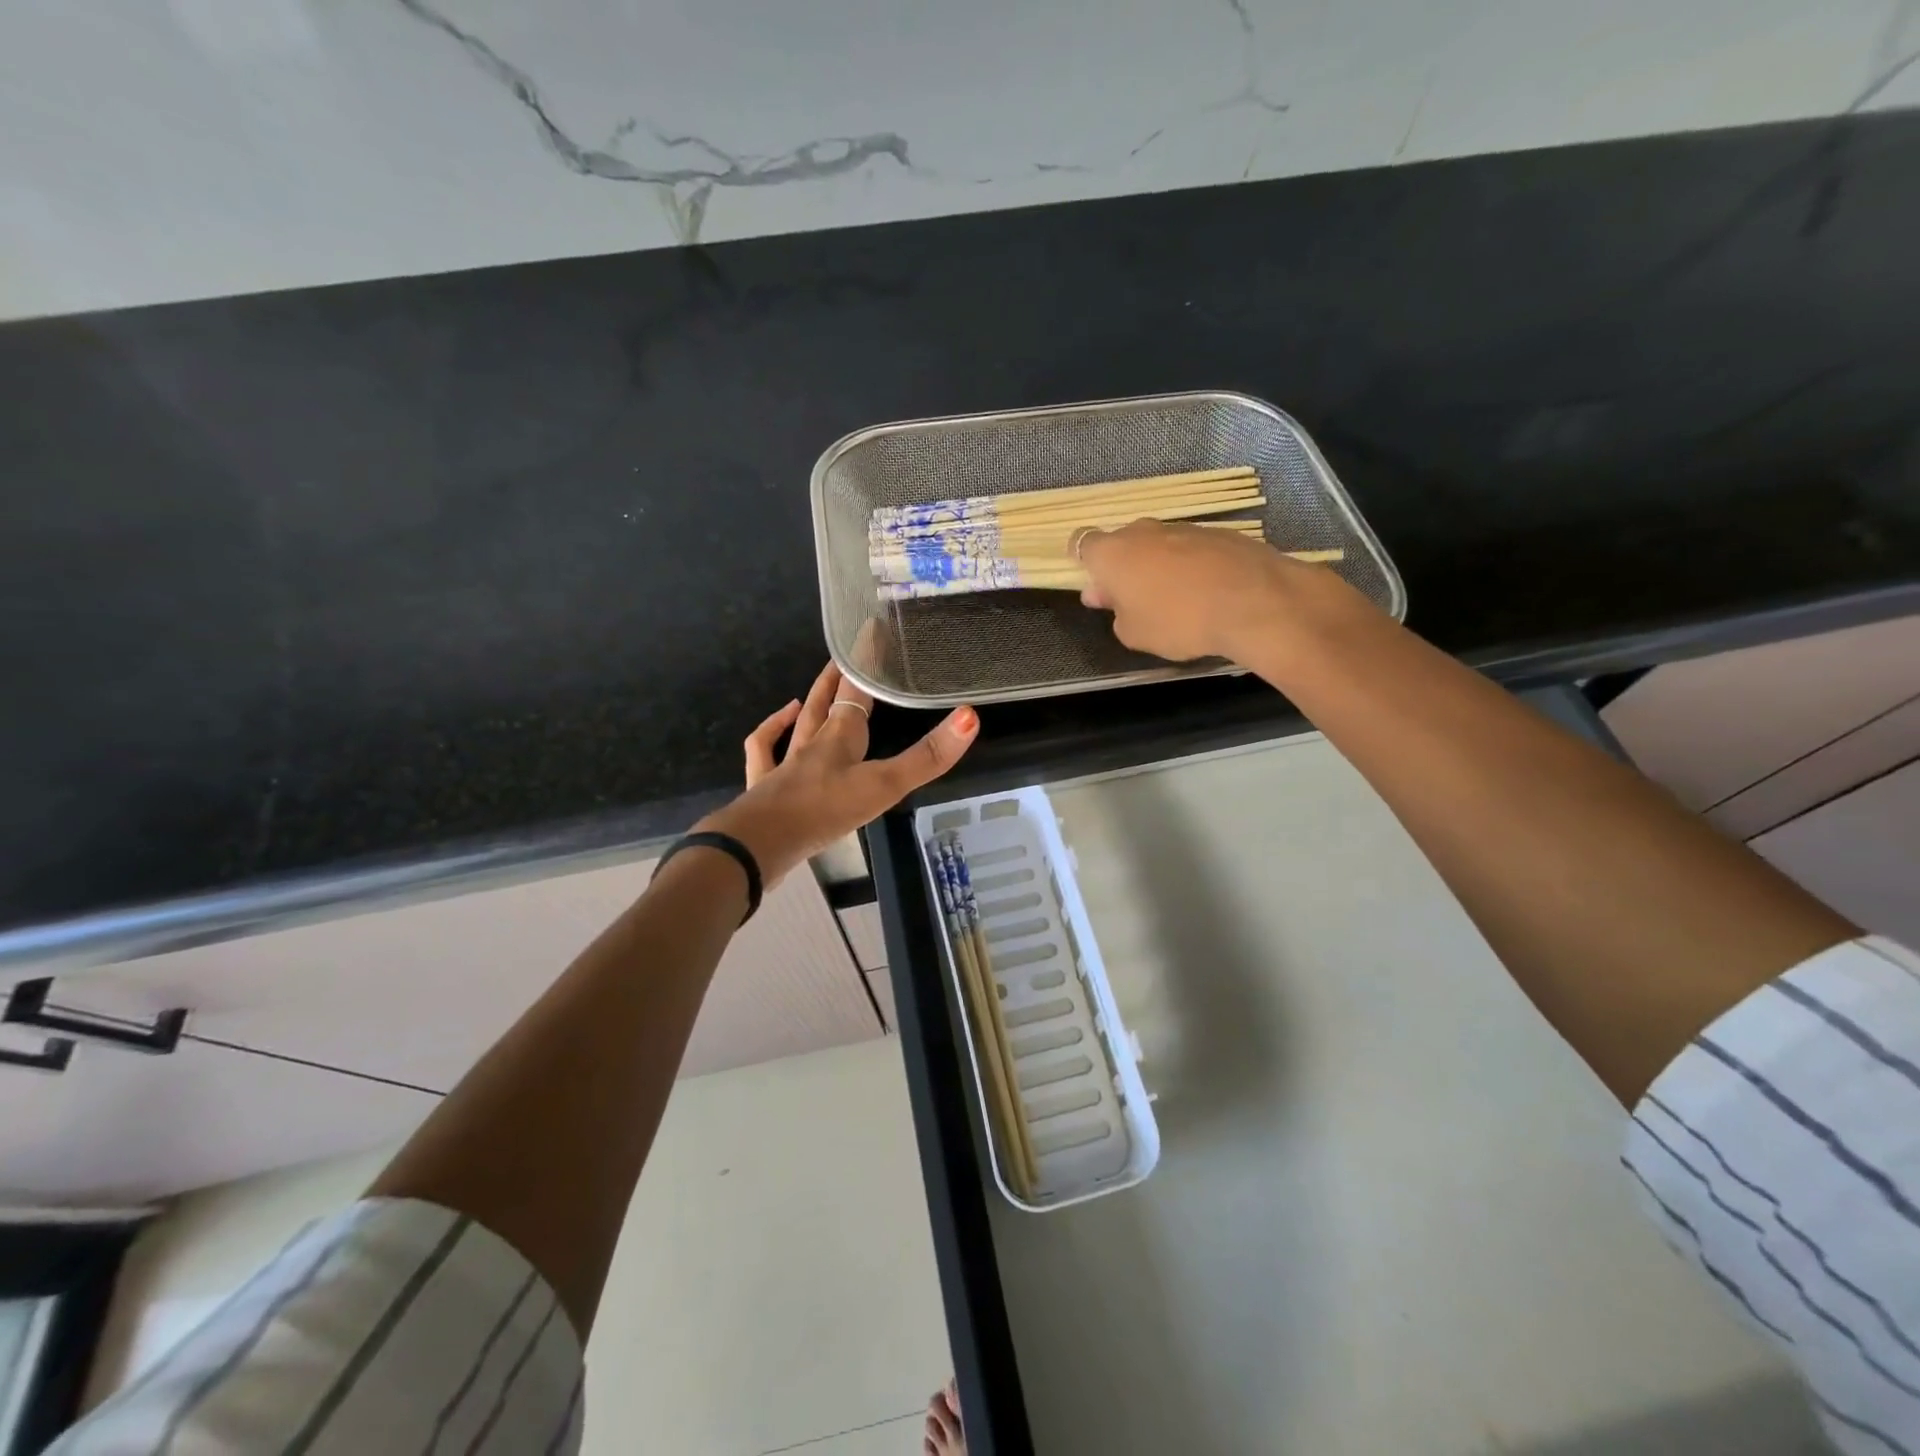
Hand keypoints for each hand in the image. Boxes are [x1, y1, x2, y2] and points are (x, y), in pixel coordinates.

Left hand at [698, 663, 978, 884]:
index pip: (857, 690)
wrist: (760, 843)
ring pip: (796, 725)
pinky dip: (769, 733)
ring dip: (807, 706)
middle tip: (846, 657)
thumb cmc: (826, 810)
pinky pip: (763, 752)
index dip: (867, 662)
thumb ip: (927, 757)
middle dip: (838, 679)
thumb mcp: (885, 786)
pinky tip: (778, 727)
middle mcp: (812, 742)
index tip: (873, 633)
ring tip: (808, 693)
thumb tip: (970, 717)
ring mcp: (785, 764)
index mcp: (841, 736)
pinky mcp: (764, 788)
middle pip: (825, 702)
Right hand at [1076, 519, 1310, 662]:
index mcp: (1112, 553)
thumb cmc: (1178, 620)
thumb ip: (1117, 615)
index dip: (1083, 562)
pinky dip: (1190, 567)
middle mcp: (1143, 531)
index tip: (1095, 586)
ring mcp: (1183, 528)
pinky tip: (1204, 593)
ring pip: (1158, 546)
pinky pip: (1191, 550)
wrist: (1254, 601)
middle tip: (1131, 601)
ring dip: (1157, 567)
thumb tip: (1116, 601)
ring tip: (1173, 601)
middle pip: (1122, 544)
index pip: (1081, 544)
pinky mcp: (1219, 533)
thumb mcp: (1134, 634)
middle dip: (1122, 568)